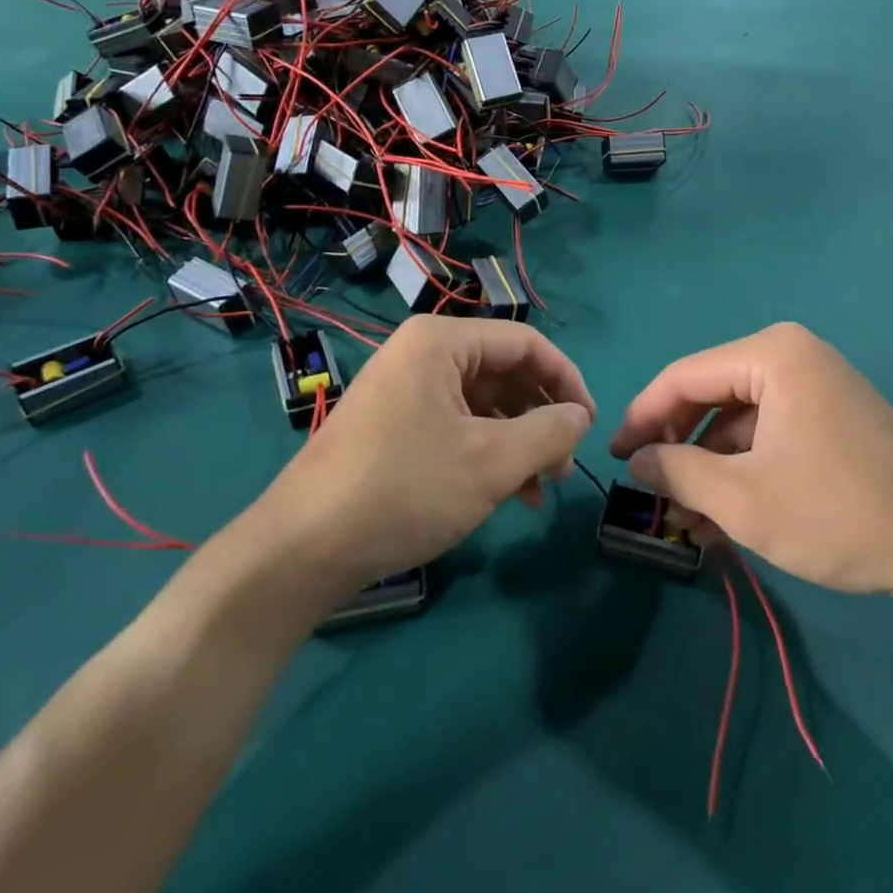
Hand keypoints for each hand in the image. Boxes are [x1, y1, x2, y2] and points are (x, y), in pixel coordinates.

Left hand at [247, 316, 593, 592]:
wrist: (302, 550)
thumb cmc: (403, 489)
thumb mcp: (490, 462)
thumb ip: (548, 432)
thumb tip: (580, 417)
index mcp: (441, 342)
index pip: (526, 343)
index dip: (566, 380)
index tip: (590, 425)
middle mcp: (421, 355)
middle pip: (504, 373)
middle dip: (541, 417)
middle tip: (564, 466)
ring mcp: (404, 391)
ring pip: (482, 404)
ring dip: (518, 441)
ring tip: (540, 487)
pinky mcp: (393, 426)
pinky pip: (456, 426)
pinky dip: (487, 454)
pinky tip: (508, 494)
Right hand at [609, 323, 892, 608]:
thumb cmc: (838, 514)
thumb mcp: (743, 500)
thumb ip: (677, 473)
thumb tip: (635, 461)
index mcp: (772, 355)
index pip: (684, 376)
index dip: (642, 416)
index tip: (614, 456)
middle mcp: (794, 355)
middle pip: (711, 394)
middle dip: (678, 446)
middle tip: (650, 490)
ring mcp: (818, 384)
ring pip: (739, 419)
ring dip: (709, 465)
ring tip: (686, 517)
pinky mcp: (833, 415)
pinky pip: (770, 432)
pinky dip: (743, 468)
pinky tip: (724, 513)